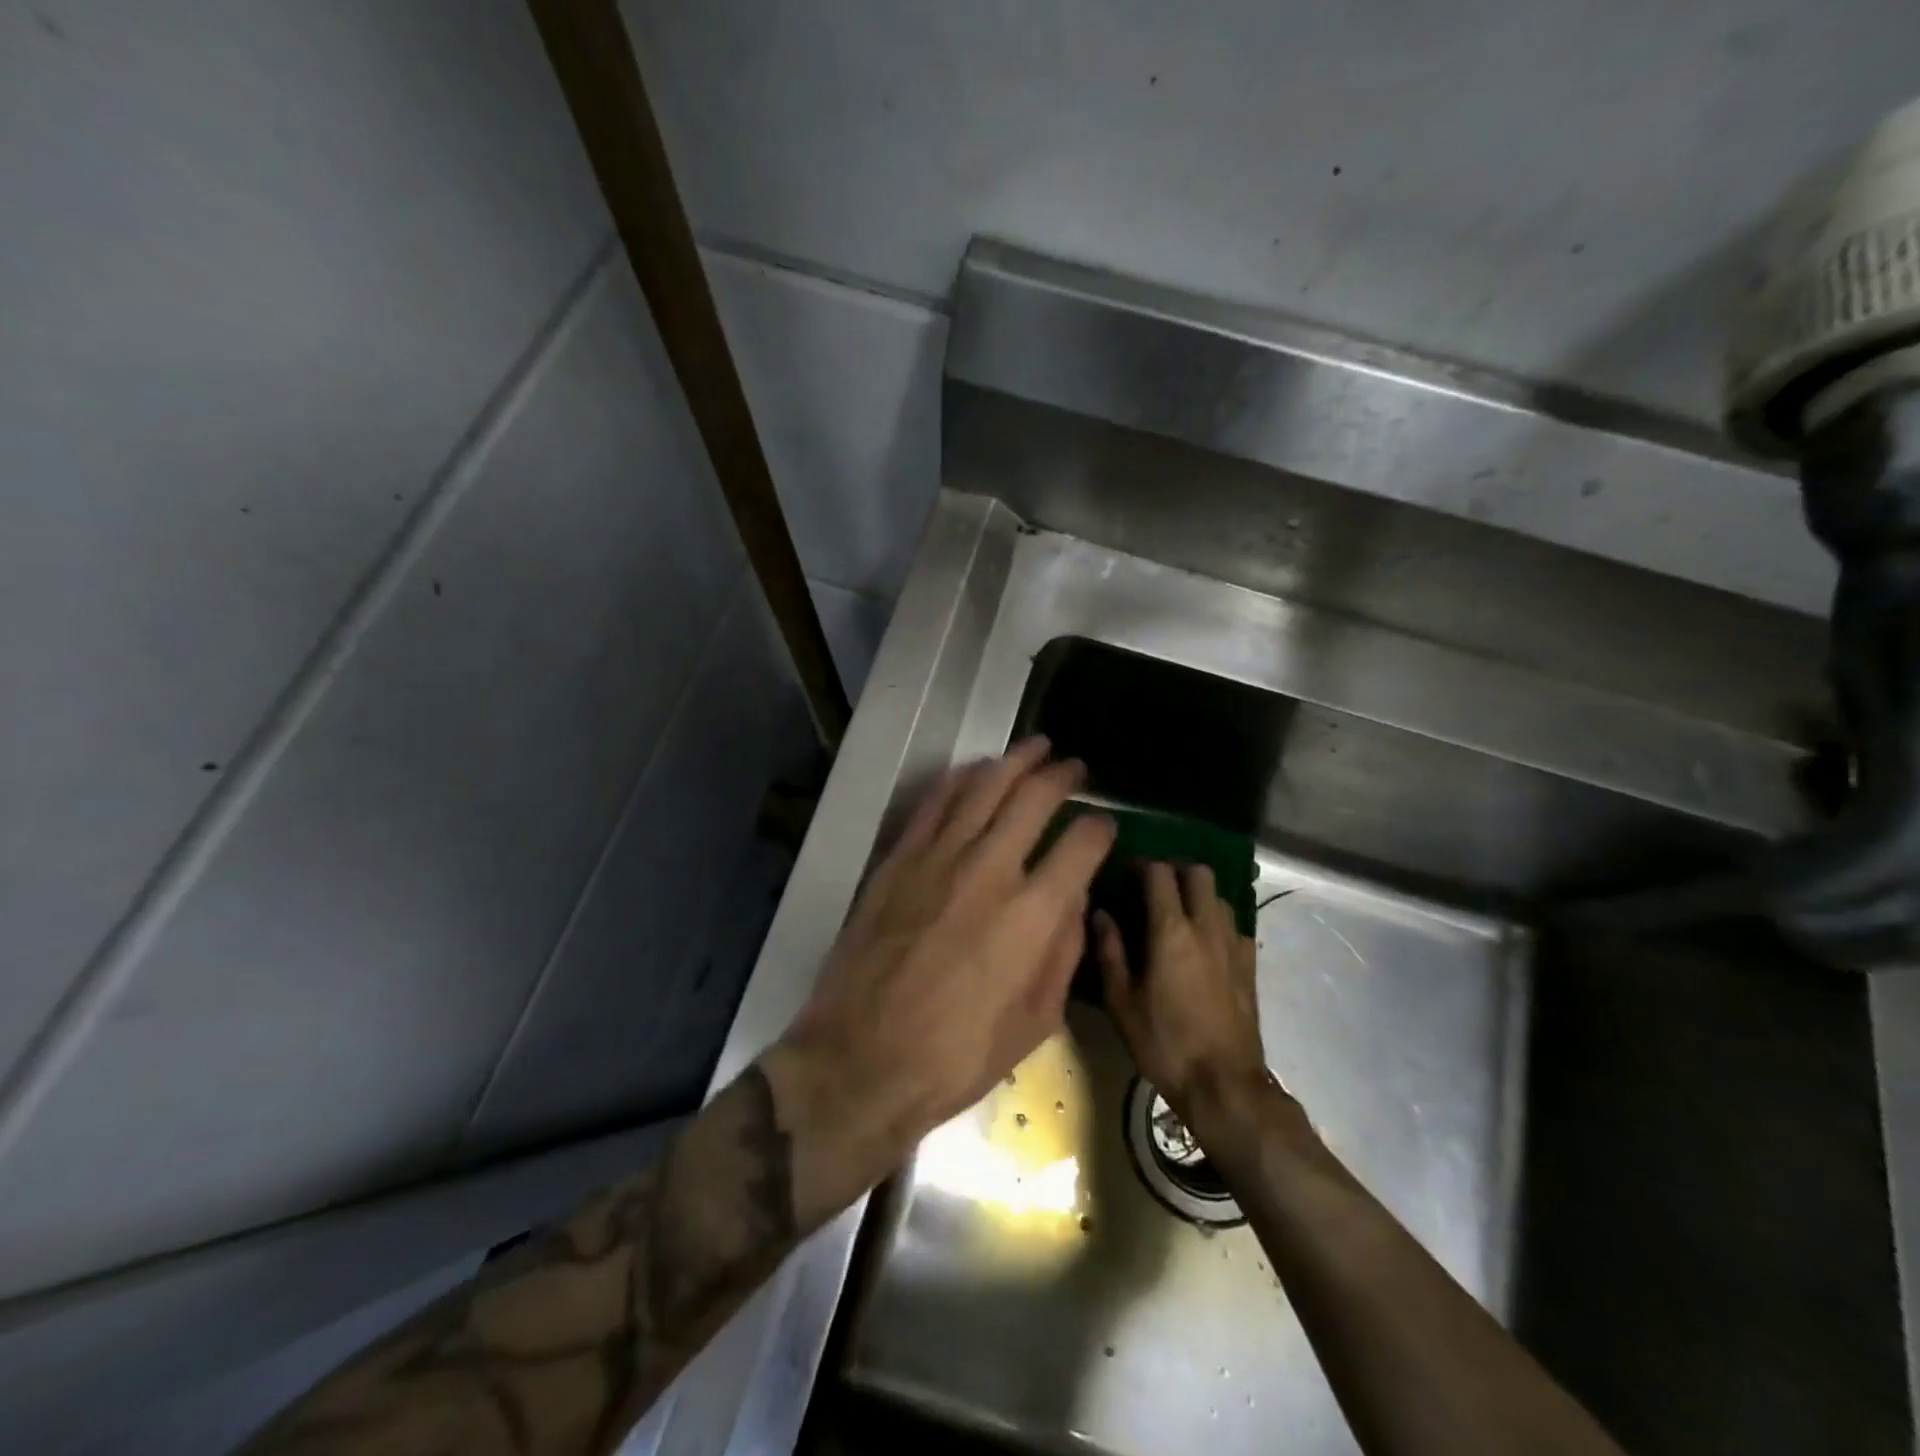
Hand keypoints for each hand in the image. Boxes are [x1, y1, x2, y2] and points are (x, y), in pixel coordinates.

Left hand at [775, 738, 1115, 1195]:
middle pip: (1034, 797)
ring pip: (985, 786)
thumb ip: (1064, 952)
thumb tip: (1074, 902)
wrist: (864, 1058)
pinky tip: (975, 770)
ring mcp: (940, 857)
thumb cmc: (959, 1054)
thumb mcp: (1037, 1021)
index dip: (1100, 827)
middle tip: (1073, 767)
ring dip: (1015, 761)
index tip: (1103, 825)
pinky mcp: (900, 858)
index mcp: (1034, 913)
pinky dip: (961, 779)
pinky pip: (935, 802)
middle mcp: (991, 869)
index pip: (1081, 844)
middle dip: (1062, 776)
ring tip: (1035, 747)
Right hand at [1094, 862, 1265, 1120]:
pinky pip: (1235, 926)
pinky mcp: (1250, 966)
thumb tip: (1099, 913)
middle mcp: (1206, 927)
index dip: (1142, 864)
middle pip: (1199, 873)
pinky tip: (1203, 944)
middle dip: (1176, 869)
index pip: (1160, 874)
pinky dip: (1217, 922)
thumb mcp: (1122, 1002)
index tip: (1125, 870)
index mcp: (1171, 931)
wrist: (1224, 1085)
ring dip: (1198, 894)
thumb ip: (1110, 951)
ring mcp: (1233, 945)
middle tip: (1153, 884)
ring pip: (1220, 897)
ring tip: (1177, 912)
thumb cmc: (1164, 1044)